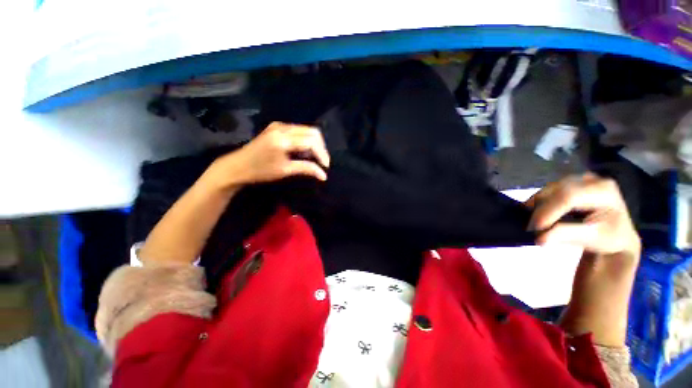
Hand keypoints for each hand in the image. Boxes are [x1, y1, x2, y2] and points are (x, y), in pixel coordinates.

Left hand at [209, 122, 329, 187]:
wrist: (237, 166)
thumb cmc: (260, 171)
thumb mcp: (285, 170)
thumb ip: (306, 169)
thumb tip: (323, 175)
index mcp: (283, 139)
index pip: (311, 141)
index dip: (322, 154)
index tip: (325, 167)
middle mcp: (283, 127)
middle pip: (312, 132)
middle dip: (321, 147)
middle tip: (322, 162)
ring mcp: (279, 125)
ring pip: (306, 130)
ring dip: (314, 143)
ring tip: (315, 158)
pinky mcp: (276, 127)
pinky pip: (298, 130)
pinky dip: (306, 140)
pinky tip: (305, 151)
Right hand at [527, 173, 639, 258]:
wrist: (616, 233)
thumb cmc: (608, 237)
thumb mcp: (593, 239)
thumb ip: (567, 235)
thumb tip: (539, 238)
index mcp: (604, 190)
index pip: (570, 196)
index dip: (549, 211)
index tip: (535, 228)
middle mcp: (591, 179)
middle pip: (556, 191)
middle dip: (541, 210)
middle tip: (532, 228)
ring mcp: (578, 178)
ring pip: (548, 189)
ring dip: (537, 206)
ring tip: (537, 223)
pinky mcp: (569, 182)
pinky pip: (547, 190)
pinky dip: (539, 203)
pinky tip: (539, 214)